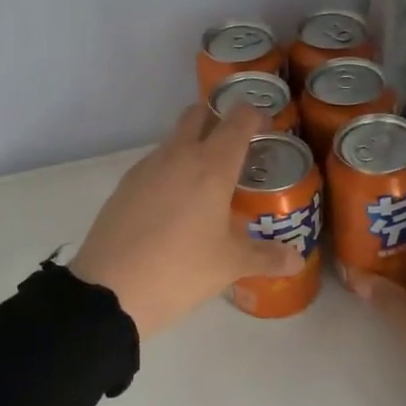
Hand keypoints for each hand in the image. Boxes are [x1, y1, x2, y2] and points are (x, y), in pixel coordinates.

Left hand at [71, 103, 303, 338]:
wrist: (109, 290)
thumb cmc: (180, 270)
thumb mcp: (229, 266)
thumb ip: (267, 257)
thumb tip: (297, 259)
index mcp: (211, 167)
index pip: (237, 121)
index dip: (254, 115)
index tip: (266, 125)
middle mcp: (178, 156)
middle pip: (198, 114)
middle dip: (218, 119)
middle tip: (236, 147)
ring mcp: (146, 168)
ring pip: (174, 139)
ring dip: (193, 146)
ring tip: (208, 182)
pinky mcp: (125, 185)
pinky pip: (155, 163)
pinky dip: (171, 170)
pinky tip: (176, 204)